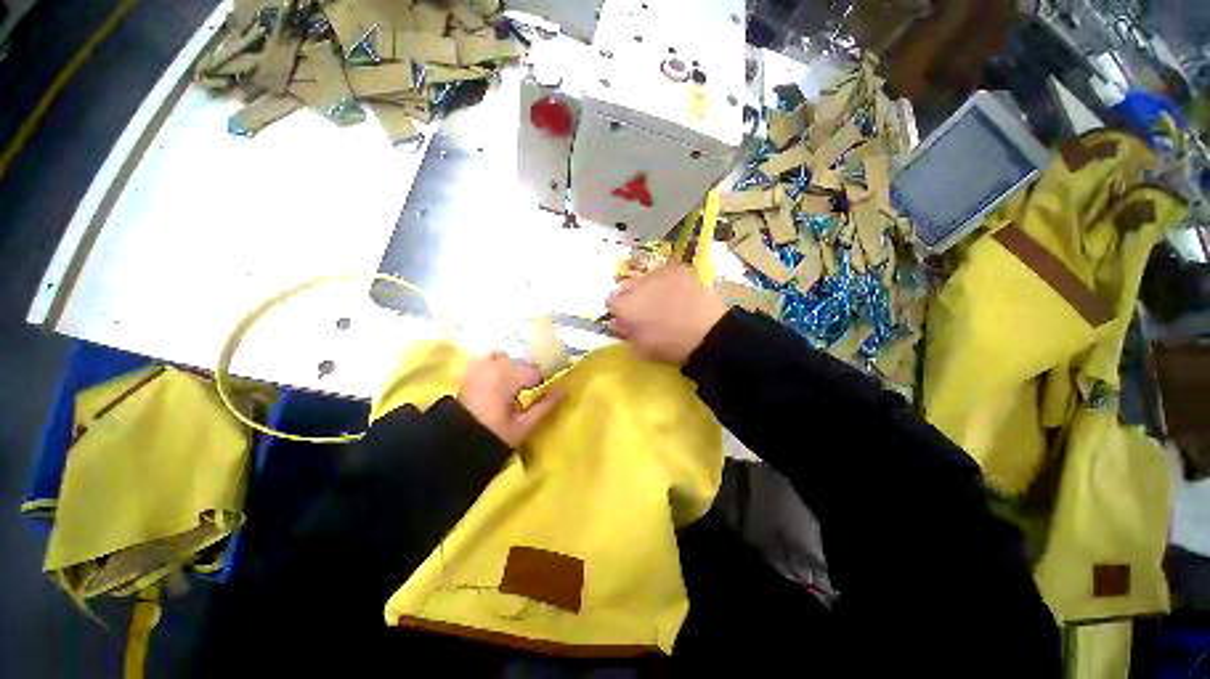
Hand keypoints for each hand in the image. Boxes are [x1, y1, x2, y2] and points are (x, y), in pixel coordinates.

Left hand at [458, 352, 563, 447]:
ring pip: (509, 358)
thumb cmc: (495, 435)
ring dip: (514, 369)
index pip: (535, 372)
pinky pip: (492, 356)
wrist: (456, 442)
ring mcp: (480, 364)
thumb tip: (565, 389)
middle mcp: (494, 365)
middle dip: (527, 376)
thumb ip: (546, 405)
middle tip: (524, 395)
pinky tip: (498, 377)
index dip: (540, 384)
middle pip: (522, 363)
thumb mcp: (525, 425)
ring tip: (511, 387)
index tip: (539, 395)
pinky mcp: (471, 368)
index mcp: (507, 377)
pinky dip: (499, 362)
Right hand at [606, 263, 727, 364]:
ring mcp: (659, 274)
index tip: (626, 318)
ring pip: (646, 278)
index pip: (610, 301)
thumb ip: (625, 333)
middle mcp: (638, 285)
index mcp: (626, 306)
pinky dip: (668, 281)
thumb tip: (617, 322)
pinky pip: (666, 273)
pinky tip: (679, 293)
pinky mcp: (678, 269)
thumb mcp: (641, 348)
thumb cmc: (670, 346)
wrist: (708, 333)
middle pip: (626, 286)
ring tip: (664, 300)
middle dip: (631, 296)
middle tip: (645, 309)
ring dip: (649, 287)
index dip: (617, 310)